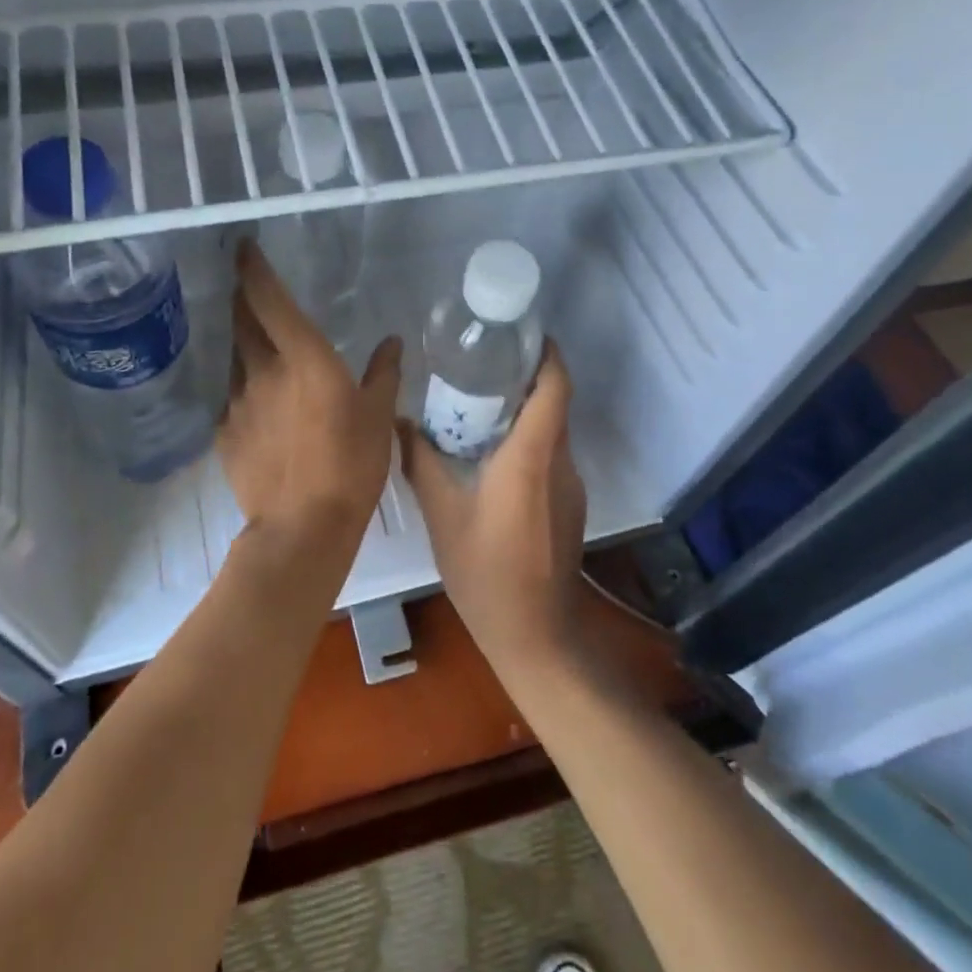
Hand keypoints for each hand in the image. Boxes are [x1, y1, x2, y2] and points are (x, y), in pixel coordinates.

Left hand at [219, 241, 401, 580]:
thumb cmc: (351, 464)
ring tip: (256, 344)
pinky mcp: (225, 432)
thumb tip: (391, 343)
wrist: (303, 527)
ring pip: (235, 358)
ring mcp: (238, 402)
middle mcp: (262, 370)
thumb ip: (383, 374)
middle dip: (242, 299)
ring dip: (243, 343)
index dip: (253, 268)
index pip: (268, 298)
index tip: (243, 247)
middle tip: (247, 288)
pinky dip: (245, 388)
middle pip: (242, 321)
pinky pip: (233, 397)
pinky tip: (259, 403)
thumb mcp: (379, 416)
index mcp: (303, 357)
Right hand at [399, 342, 587, 675]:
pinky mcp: (570, 506)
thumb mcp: (443, 516)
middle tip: (485, 363)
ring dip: (526, 411)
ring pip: (553, 431)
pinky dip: (528, 441)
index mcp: (531, 457)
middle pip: (554, 405)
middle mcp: (560, 463)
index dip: (546, 355)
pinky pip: (551, 457)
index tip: (523, 334)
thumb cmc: (486, 573)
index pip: (554, 388)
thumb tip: (400, 423)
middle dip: (527, 378)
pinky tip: (492, 454)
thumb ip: (422, 463)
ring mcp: (570, 486)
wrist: (536, 636)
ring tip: (481, 403)